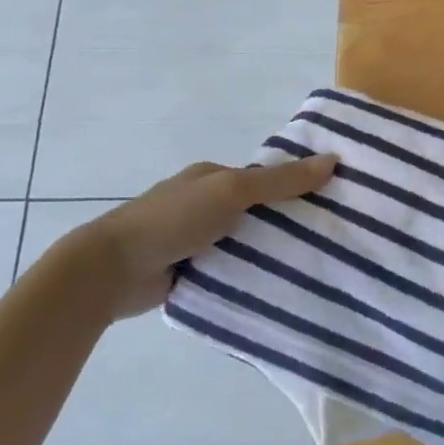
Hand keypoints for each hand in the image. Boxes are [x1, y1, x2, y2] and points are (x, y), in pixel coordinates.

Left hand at [76, 155, 336, 318]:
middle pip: (256, 210)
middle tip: (331, 237)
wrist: (111, 270)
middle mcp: (203, 204)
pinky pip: (229, 269)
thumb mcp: (232, 191)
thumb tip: (332, 159)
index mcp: (210, 177)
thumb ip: (280, 181)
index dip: (295, 184)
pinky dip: (248, 275)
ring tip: (314, 264)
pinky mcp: (188, 271)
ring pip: (244, 242)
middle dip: (286, 221)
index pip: (263, 177)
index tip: (332, 199)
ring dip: (268, 251)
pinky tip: (278, 285)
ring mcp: (193, 239)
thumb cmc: (173, 219)